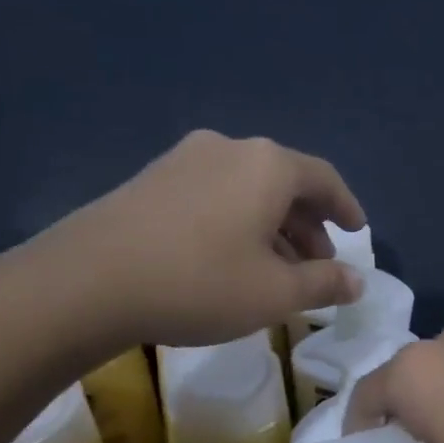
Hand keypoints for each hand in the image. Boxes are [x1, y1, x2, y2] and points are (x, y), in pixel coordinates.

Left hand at [0, 130, 365, 362]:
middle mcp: (230, 149)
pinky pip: (214, 194)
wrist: (86, 283)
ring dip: (273, 225)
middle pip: (285, 182)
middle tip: (318, 263)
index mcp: (268, 165)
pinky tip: (230, 259)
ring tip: (276, 268)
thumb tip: (357, 282)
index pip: (324, 179)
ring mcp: (184, 159)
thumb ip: (324, 283)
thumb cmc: (199, 283)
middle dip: (309, 224)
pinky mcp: (152, 179)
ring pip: (248, 189)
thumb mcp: (275, 293)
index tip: (357, 232)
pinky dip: (237, 221)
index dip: (346, 208)